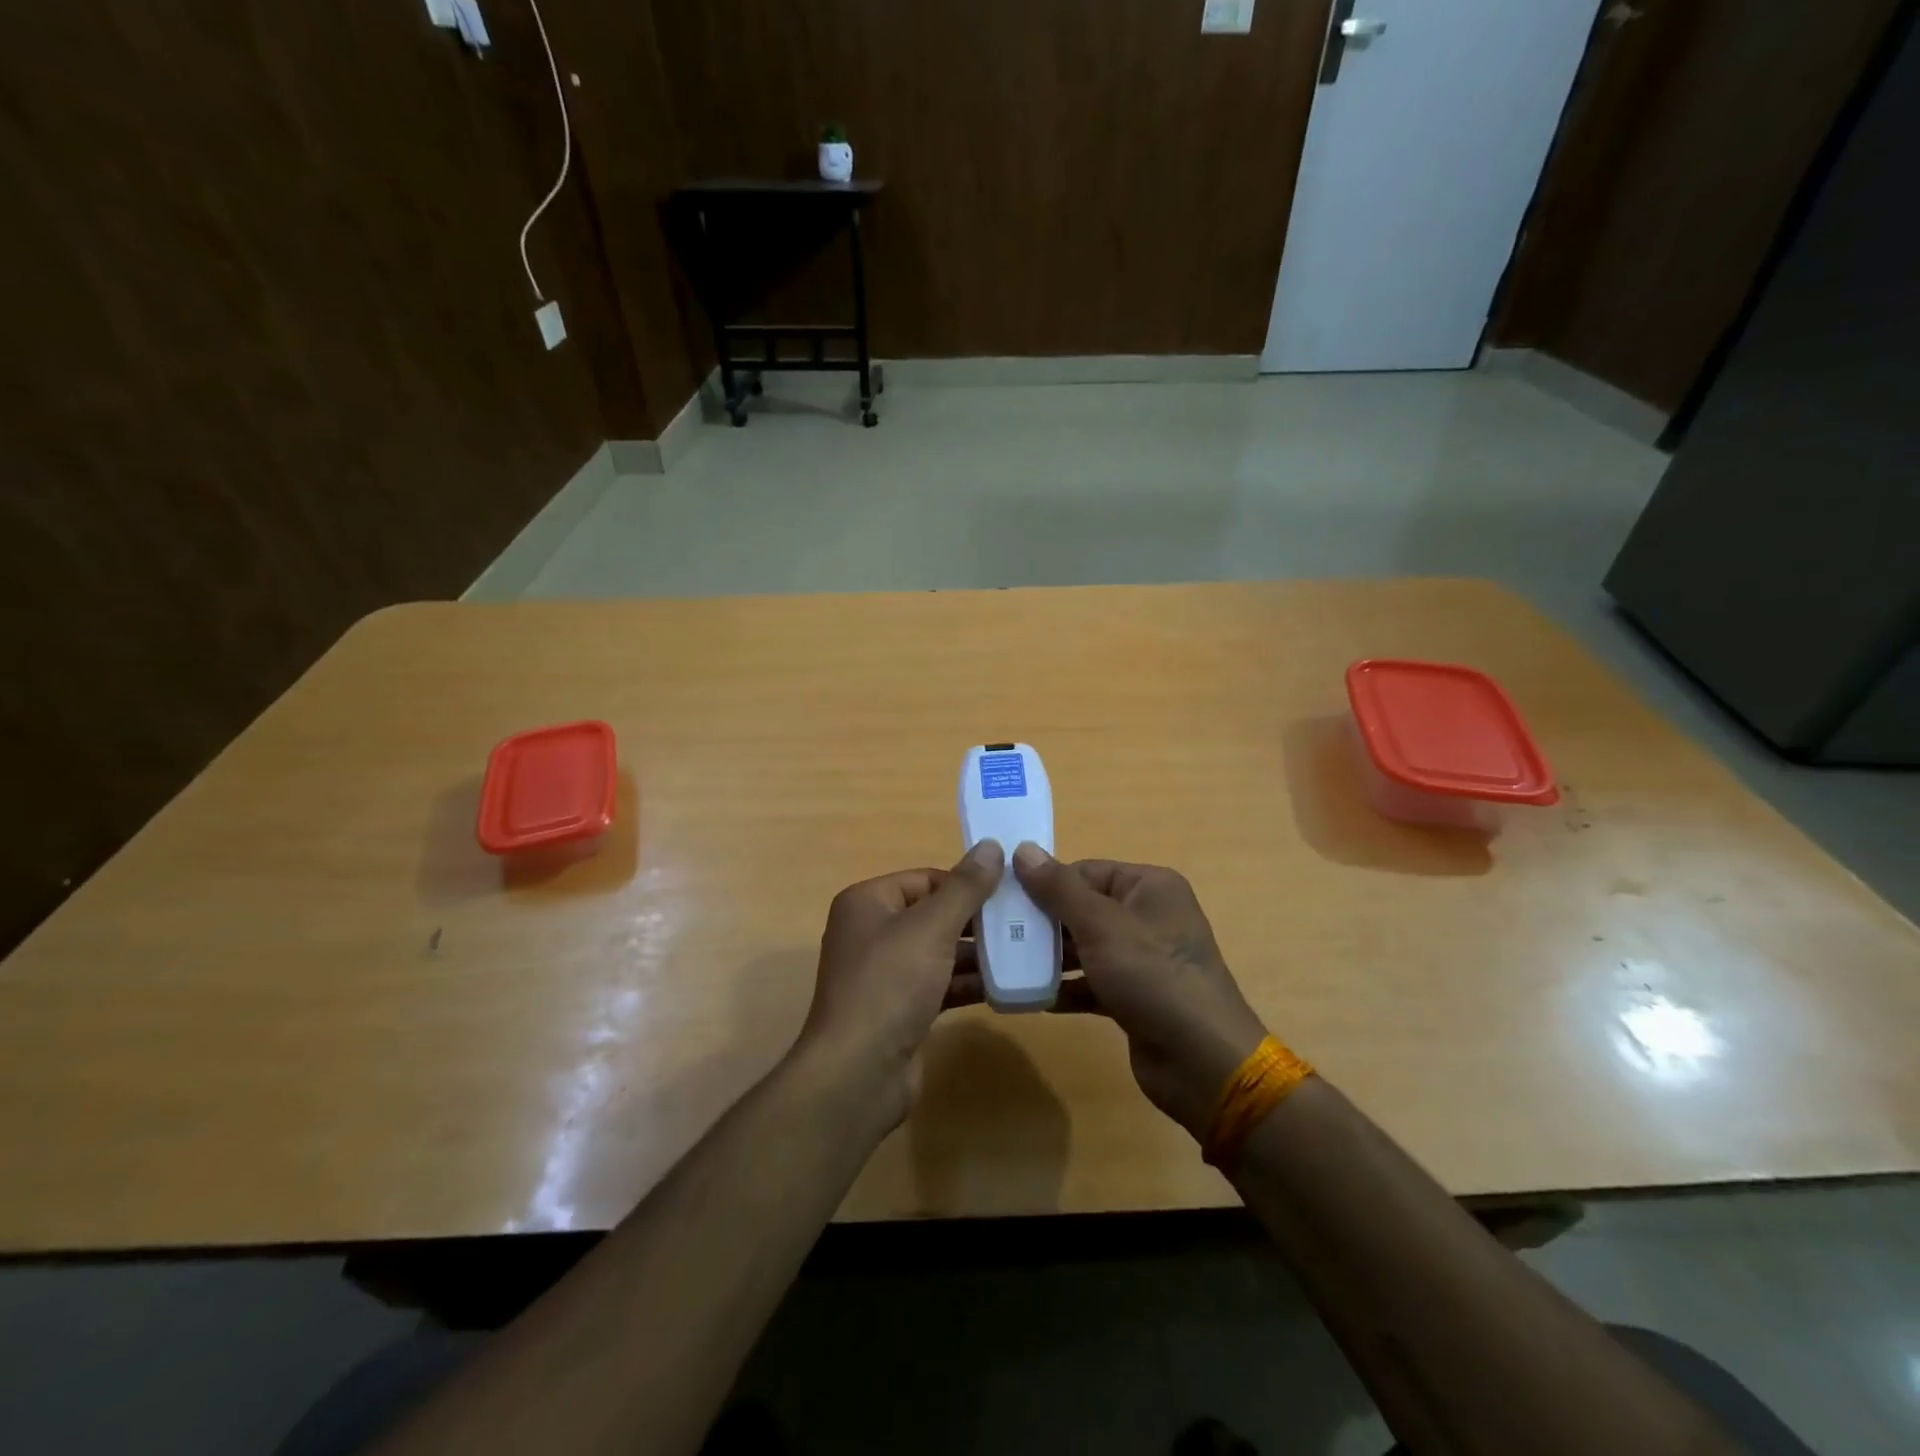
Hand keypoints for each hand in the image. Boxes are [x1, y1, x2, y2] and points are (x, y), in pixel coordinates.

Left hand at [797, 841, 1004, 1124]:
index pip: (925, 879)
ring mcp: (885, 974)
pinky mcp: (900, 1009)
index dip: (965, 883)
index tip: (1009, 892)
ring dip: (977, 953)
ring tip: (1025, 950)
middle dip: (976, 919)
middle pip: (933, 914)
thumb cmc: (890, 985)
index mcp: (868, 902)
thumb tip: (992, 846)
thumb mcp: (931, 928)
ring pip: (939, 952)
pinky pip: (939, 985)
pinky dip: (967, 983)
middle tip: (1023, 921)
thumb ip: (965, 888)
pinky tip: (1006, 986)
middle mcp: (872, 933)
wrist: (858, 1074)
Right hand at [1012, 845, 1268, 1140]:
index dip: (1046, 883)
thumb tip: (1022, 849)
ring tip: (1007, 964)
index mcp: (1149, 887)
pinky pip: (1093, 982)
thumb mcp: (1100, 925)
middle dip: (1044, 922)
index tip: (1004, 898)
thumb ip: (1058, 888)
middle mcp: (1149, 916)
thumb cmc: (1152, 976)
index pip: (1086, 871)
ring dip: (1051, 956)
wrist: (1202, 1062)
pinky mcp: (1136, 996)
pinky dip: (1067, 988)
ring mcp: (1144, 959)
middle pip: (1084, 908)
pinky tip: (1034, 997)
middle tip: (999, 933)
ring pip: (1086, 947)